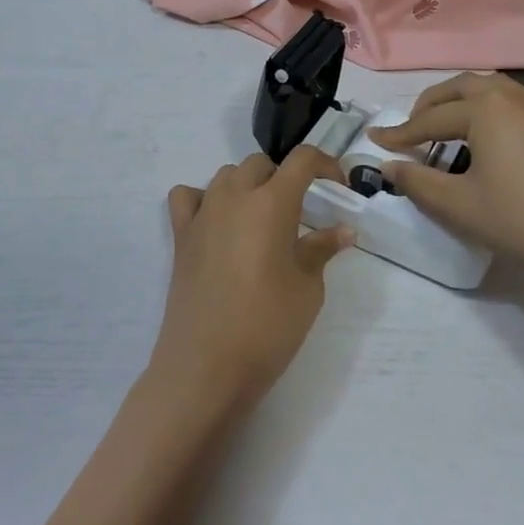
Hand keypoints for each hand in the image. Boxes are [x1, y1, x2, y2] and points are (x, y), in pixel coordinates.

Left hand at [153, 148, 352, 406]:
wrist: (206, 365)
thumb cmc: (267, 326)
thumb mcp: (308, 289)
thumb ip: (322, 250)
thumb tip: (342, 230)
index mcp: (271, 202)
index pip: (302, 159)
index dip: (325, 164)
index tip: (338, 187)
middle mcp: (234, 196)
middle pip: (261, 164)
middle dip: (285, 178)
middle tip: (300, 213)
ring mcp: (202, 213)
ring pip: (227, 175)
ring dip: (248, 186)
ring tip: (261, 220)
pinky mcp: (181, 235)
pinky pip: (188, 197)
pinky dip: (204, 199)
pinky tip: (216, 223)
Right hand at [368, 73, 523, 295]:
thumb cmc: (523, 219)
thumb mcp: (459, 205)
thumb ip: (418, 182)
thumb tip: (390, 167)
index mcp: (485, 106)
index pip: (430, 118)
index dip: (400, 133)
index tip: (375, 141)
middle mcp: (512, 94)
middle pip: (460, 88)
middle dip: (430, 106)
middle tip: (410, 130)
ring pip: (489, 91)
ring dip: (460, 104)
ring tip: (444, 132)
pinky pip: (511, 103)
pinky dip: (487, 112)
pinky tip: (486, 141)